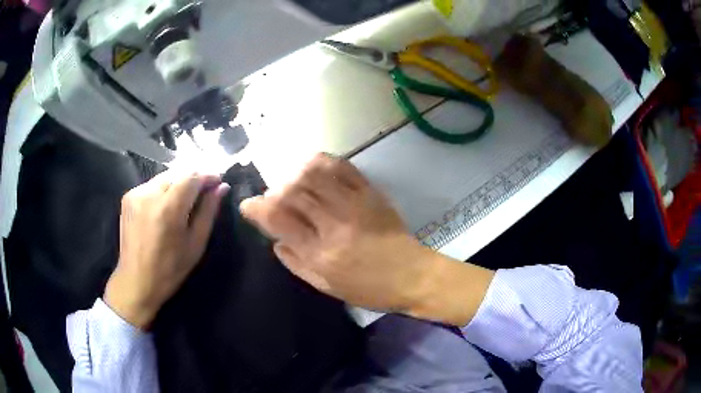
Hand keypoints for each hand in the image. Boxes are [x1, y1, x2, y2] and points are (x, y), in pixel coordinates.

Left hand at [104, 171, 229, 328]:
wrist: (136, 281)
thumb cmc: (170, 269)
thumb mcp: (195, 243)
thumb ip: (208, 211)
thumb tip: (221, 187)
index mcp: (168, 208)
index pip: (192, 177)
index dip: (207, 176)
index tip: (218, 182)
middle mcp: (149, 193)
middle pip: (178, 174)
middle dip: (193, 180)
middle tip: (205, 192)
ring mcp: (135, 193)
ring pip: (165, 177)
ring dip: (178, 184)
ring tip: (186, 200)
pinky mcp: (128, 196)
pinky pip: (152, 185)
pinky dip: (163, 190)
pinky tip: (166, 206)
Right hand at [240, 154, 493, 324]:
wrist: (412, 275)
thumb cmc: (369, 289)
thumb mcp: (326, 287)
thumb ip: (296, 263)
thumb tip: (275, 240)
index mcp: (320, 253)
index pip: (278, 219)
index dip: (256, 208)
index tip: (248, 206)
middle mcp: (333, 224)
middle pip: (291, 192)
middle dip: (273, 192)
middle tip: (273, 199)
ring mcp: (354, 204)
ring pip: (312, 174)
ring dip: (293, 175)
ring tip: (291, 184)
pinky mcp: (370, 193)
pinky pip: (342, 167)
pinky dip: (321, 162)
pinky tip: (312, 168)